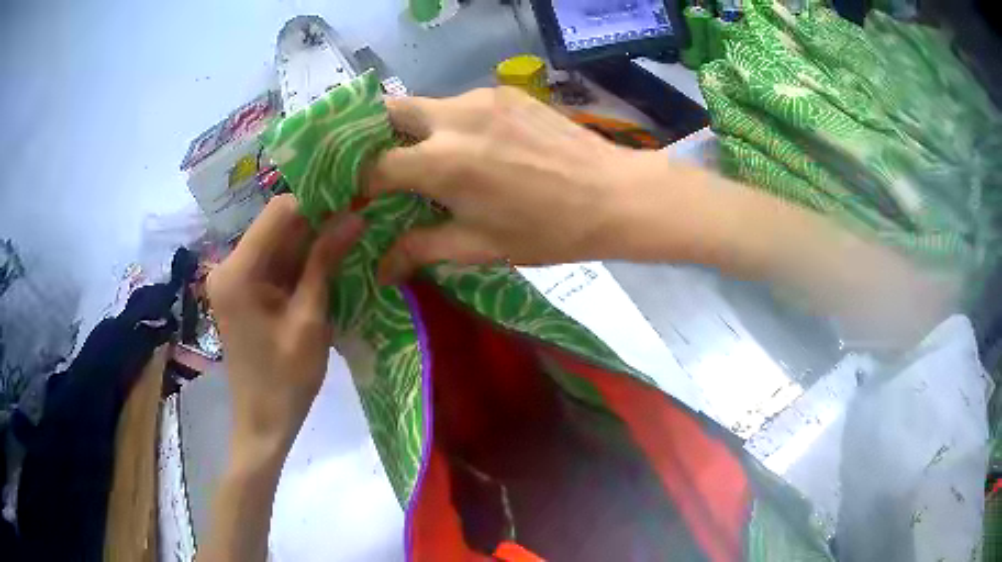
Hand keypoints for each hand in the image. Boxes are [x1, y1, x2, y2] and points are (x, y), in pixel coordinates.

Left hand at [207, 195, 363, 459]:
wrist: (264, 420)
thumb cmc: (286, 379)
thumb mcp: (310, 319)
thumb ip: (326, 262)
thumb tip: (355, 215)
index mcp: (238, 271)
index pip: (280, 212)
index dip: (318, 203)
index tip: (356, 204)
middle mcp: (229, 265)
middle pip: (278, 225)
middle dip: (318, 222)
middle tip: (360, 222)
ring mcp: (234, 277)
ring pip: (279, 242)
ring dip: (313, 242)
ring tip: (351, 240)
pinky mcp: (243, 289)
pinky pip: (275, 262)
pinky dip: (301, 262)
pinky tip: (329, 264)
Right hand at [367, 87, 649, 282]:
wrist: (613, 195)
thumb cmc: (547, 230)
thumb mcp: (479, 246)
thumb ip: (420, 250)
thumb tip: (380, 271)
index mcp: (441, 162)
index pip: (375, 166)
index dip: (361, 185)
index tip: (362, 199)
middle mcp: (453, 117)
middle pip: (389, 111)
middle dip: (375, 137)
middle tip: (384, 166)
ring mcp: (482, 98)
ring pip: (426, 105)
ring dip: (417, 130)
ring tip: (434, 160)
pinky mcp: (506, 92)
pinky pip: (461, 103)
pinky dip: (452, 123)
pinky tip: (475, 147)